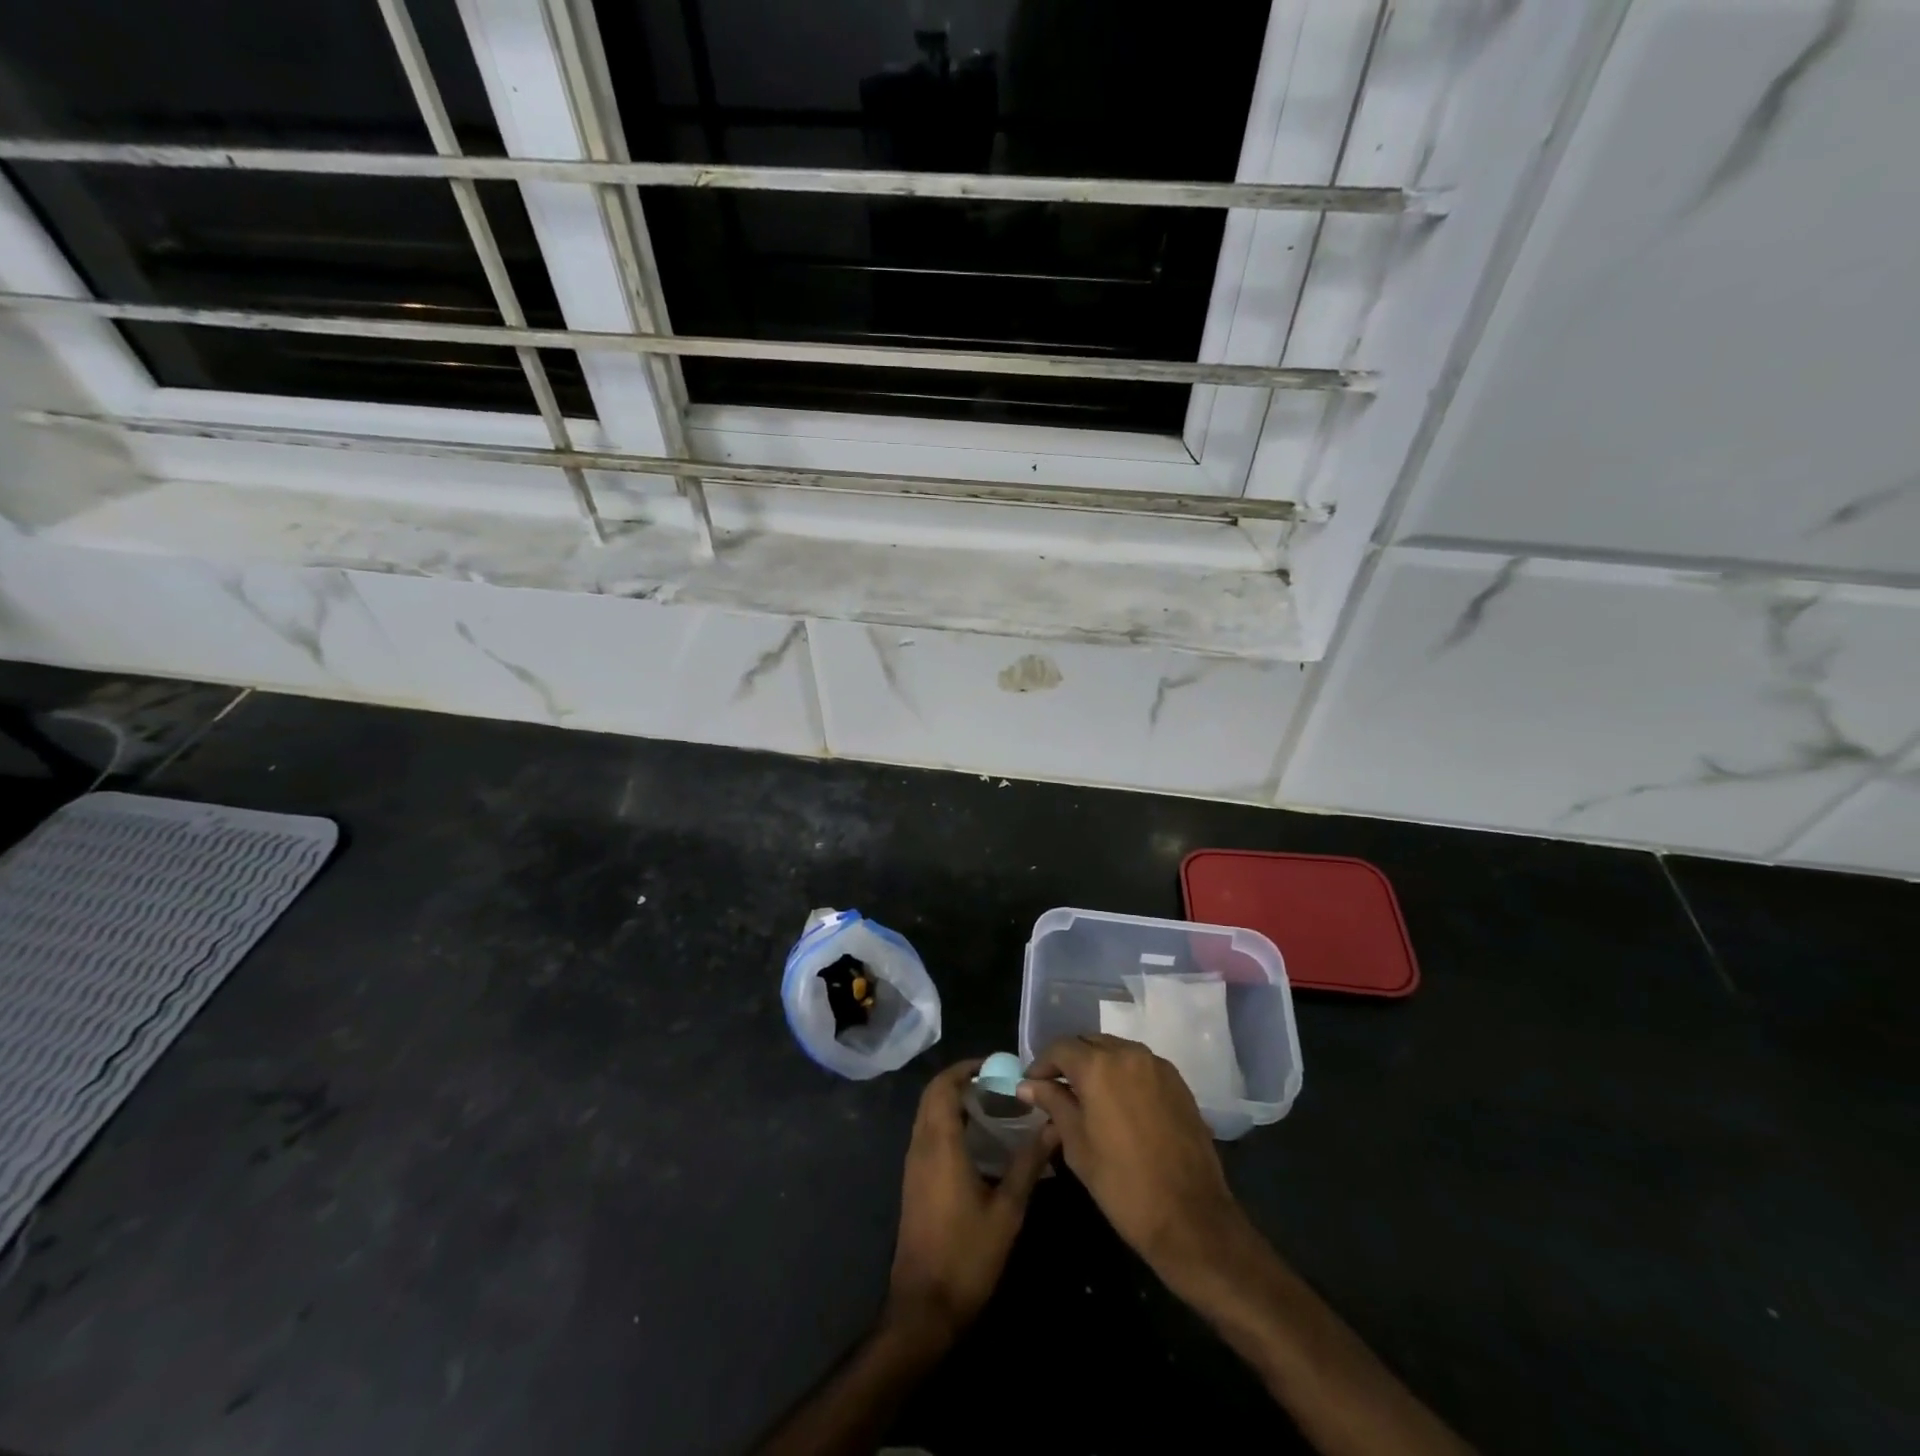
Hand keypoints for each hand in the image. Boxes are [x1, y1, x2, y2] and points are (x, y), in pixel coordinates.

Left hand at [887, 1059, 1057, 1342]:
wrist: (924, 1308)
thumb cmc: (967, 1256)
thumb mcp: (1007, 1210)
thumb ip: (1029, 1164)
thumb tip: (1054, 1127)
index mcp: (940, 1144)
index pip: (944, 1086)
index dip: (966, 1068)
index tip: (996, 1065)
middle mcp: (921, 1146)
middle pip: (933, 1095)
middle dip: (962, 1081)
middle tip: (998, 1083)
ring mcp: (914, 1165)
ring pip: (928, 1115)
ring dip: (954, 1101)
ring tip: (994, 1105)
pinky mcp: (914, 1182)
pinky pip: (928, 1134)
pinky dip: (948, 1122)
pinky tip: (979, 1141)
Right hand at [1018, 1034, 1246, 1288]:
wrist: (1190, 1217)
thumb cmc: (1122, 1184)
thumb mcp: (1076, 1144)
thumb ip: (1053, 1104)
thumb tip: (1027, 1085)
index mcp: (1098, 1066)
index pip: (1061, 1048)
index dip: (1042, 1064)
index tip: (1031, 1086)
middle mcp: (1128, 1053)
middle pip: (1089, 1043)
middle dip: (1070, 1061)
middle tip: (1056, 1089)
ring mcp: (1157, 1065)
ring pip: (1116, 1050)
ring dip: (1097, 1065)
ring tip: (1086, 1096)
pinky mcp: (1177, 1082)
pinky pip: (1140, 1065)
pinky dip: (1123, 1074)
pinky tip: (1118, 1103)